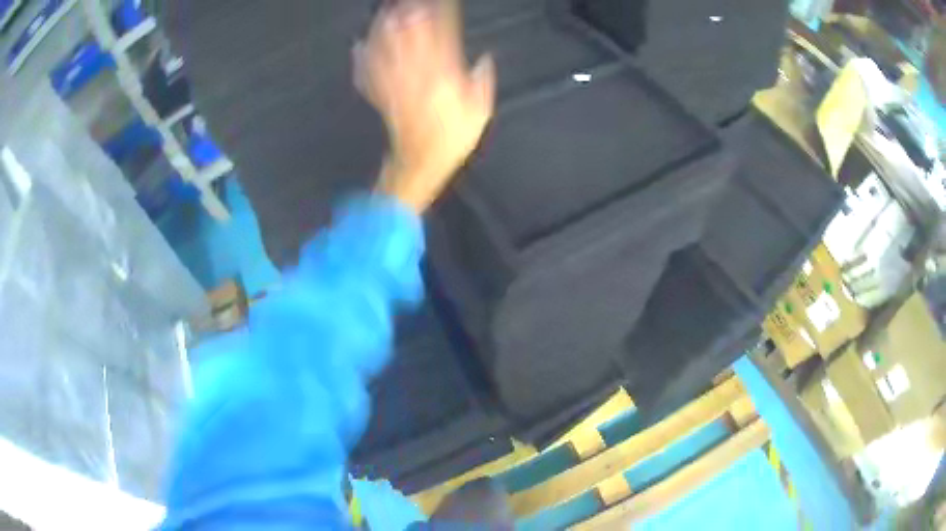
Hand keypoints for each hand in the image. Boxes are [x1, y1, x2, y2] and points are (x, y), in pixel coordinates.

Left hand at [355, 0, 496, 212]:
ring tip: (382, 14)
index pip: (442, 42)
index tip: (435, 4)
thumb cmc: (451, 140)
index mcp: (444, 81)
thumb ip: (483, 84)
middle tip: (404, 0)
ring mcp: (396, 87)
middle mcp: (417, 79)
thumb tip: (485, 60)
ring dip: (383, 32)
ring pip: (388, 54)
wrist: (421, 163)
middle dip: (407, 18)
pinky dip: (362, 61)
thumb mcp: (480, 113)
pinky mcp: (382, 98)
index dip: (439, 20)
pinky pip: (369, 77)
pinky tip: (358, 46)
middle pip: (410, 41)